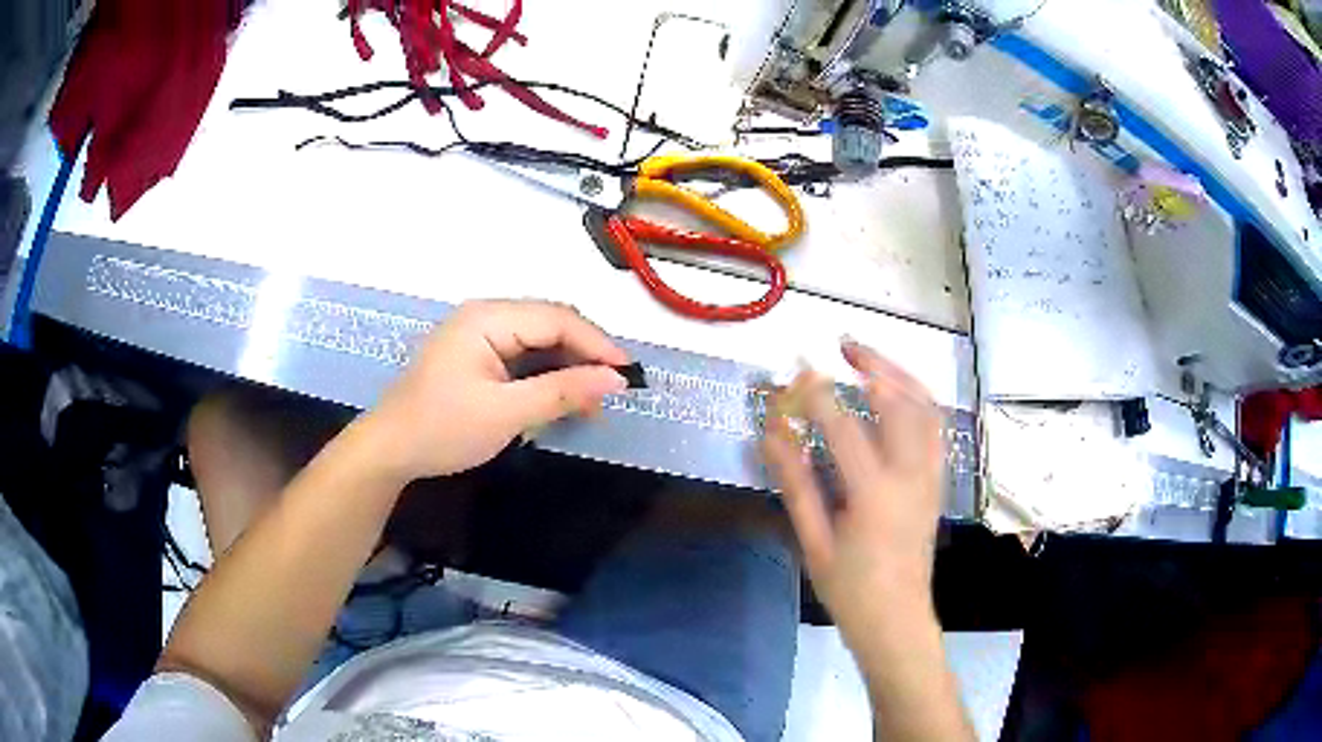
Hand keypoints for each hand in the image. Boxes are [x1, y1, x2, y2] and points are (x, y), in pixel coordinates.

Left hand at [365, 299, 628, 481]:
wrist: (389, 450)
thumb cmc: (442, 429)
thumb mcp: (505, 413)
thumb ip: (562, 392)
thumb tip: (616, 379)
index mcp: (487, 318)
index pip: (557, 318)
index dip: (598, 344)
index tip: (629, 375)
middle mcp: (485, 315)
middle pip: (550, 323)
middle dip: (585, 354)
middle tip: (613, 390)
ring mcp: (479, 334)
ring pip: (539, 339)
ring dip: (568, 366)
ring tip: (593, 400)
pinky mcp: (477, 354)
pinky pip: (523, 355)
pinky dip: (546, 374)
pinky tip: (562, 396)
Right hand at [760, 339, 942, 641]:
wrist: (897, 620)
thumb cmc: (850, 589)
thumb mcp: (815, 541)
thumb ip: (796, 484)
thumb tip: (771, 436)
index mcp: (875, 493)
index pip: (844, 426)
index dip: (818, 392)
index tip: (798, 367)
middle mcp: (910, 474)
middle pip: (899, 401)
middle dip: (873, 364)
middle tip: (843, 347)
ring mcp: (930, 476)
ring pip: (926, 408)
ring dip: (900, 375)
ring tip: (871, 361)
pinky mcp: (937, 481)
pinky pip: (935, 427)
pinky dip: (917, 399)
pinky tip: (897, 395)